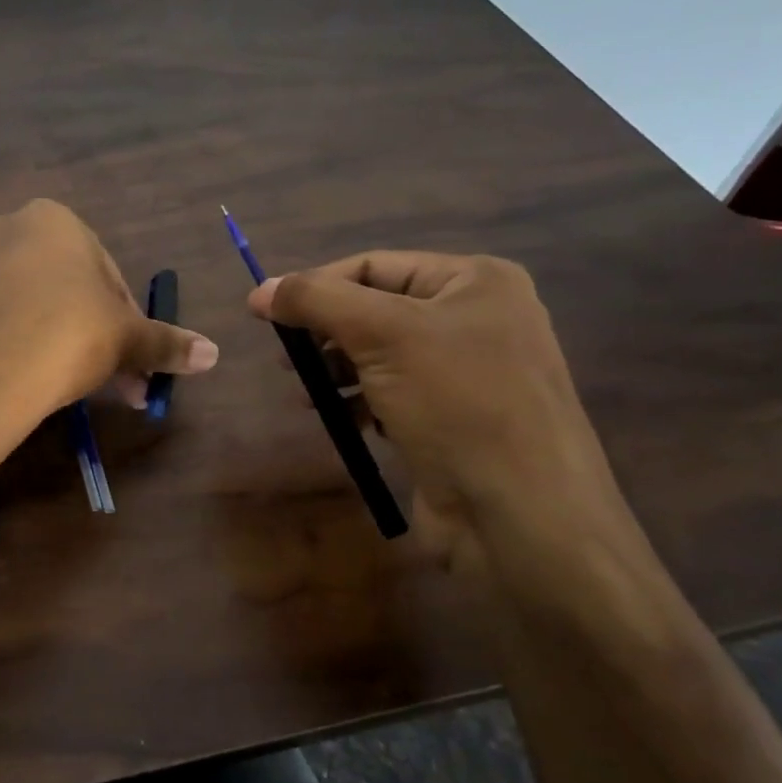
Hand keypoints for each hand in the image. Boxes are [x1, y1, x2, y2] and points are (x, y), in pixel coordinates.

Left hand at [0, 200, 218, 441]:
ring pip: (39, 308)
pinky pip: (4, 322)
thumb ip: (166, 342)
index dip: (130, 322)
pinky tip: (37, 382)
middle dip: (101, 340)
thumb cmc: (67, 335)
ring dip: (67, 346)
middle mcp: (10, 230)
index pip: (109, 275)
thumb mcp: (126, 339)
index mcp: (55, 220)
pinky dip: (27, 347)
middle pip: (72, 292)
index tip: (137, 362)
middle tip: (121, 386)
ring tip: (81, 391)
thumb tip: (213, 354)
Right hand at [248, 252, 619, 557]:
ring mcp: (469, 371)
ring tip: (306, 392)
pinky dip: (360, 400)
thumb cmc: (457, 403)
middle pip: (374, 308)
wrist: (522, 516)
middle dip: (325, 332)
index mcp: (475, 280)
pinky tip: (340, 418)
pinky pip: (394, 392)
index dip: (315, 286)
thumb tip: (260, 291)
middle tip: (286, 358)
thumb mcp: (382, 334)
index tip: (264, 314)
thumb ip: (316, 300)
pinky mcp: (456, 417)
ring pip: (379, 354)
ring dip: (336, 369)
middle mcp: (477, 317)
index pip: (372, 266)